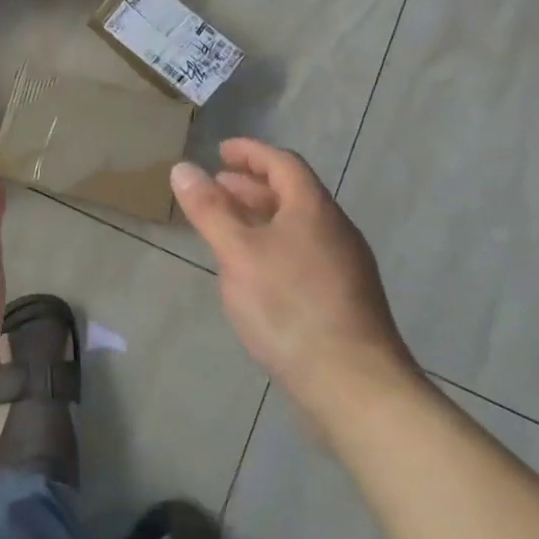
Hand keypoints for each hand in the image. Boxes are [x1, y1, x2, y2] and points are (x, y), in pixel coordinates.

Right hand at [171, 139, 419, 430]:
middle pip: (292, 193)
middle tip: (216, 187)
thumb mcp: (237, 252)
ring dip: (261, 216)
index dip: (250, 152)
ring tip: (227, 226)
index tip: (220, 151)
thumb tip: (183, 167)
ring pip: (297, 225)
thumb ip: (210, 209)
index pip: (282, 163)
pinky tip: (253, 270)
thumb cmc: (290, 307)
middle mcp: (334, 230)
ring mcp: (344, 267)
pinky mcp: (343, 299)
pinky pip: (302, 252)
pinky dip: (273, 244)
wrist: (355, 387)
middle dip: (252, 185)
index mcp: (313, 209)